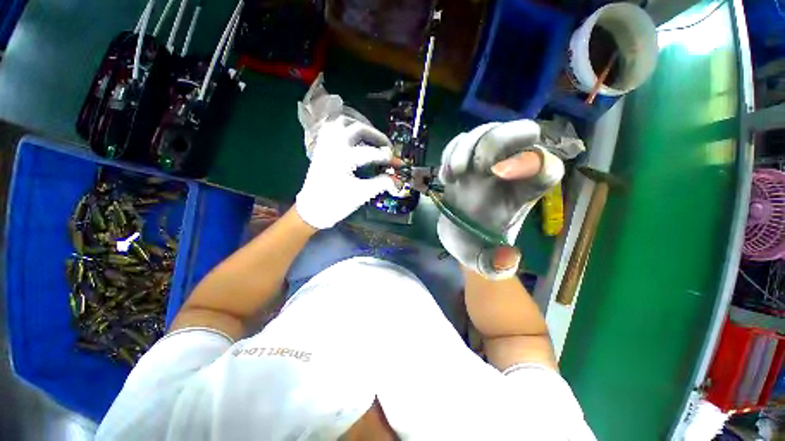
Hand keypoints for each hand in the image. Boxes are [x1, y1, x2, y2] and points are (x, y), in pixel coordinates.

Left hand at [295, 116, 399, 229]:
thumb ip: (381, 184)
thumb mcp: (361, 194)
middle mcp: (333, 146)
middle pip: (358, 129)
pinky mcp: (321, 148)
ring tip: (371, 137)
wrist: (312, 210)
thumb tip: (397, 179)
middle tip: (388, 146)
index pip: (371, 153)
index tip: (399, 163)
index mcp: (343, 158)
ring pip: (342, 122)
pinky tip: (352, 135)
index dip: (388, 158)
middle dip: (376, 136)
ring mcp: (325, 145)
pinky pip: (331, 127)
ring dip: (359, 126)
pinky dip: (343, 127)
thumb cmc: (336, 204)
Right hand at [438, 121, 563, 278]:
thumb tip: (506, 257)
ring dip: (464, 148)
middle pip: (523, 131)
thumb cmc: (475, 244)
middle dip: (492, 143)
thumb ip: (495, 267)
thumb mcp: (483, 263)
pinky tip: (447, 177)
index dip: (528, 161)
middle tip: (468, 169)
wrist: (458, 233)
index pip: (545, 165)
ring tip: (452, 176)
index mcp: (526, 193)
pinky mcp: (467, 158)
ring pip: (488, 130)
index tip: (495, 173)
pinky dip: (451, 151)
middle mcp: (512, 170)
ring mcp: (488, 161)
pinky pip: (463, 139)